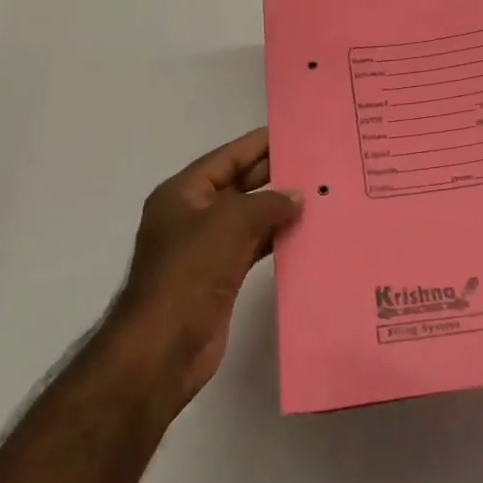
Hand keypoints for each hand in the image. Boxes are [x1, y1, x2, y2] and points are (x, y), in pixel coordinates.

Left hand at [111, 128, 300, 414]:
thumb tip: (297, 197)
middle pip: (238, 185)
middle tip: (316, 164)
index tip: (294, 134)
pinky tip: (304, 234)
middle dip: (273, 175)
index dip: (259, 144)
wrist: (162, 348)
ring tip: (319, 196)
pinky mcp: (219, 278)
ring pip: (248, 218)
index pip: (227, 158)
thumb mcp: (230, 223)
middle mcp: (192, 216)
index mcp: (183, 193)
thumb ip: (268, 203)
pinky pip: (252, 247)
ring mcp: (205, 249)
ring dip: (278, 209)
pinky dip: (275, 239)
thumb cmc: (190, 272)